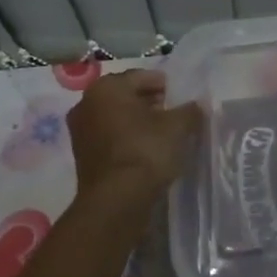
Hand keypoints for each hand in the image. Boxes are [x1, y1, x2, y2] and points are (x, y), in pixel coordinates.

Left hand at [66, 69, 202, 202]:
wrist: (116, 200)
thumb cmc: (145, 151)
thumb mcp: (177, 127)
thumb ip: (189, 111)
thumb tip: (196, 107)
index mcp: (106, 88)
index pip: (140, 76)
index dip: (163, 84)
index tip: (180, 96)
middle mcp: (86, 103)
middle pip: (125, 96)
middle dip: (149, 102)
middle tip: (173, 113)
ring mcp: (80, 131)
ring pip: (116, 118)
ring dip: (137, 122)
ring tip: (162, 134)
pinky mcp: (82, 155)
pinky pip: (109, 137)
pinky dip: (126, 139)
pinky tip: (146, 150)